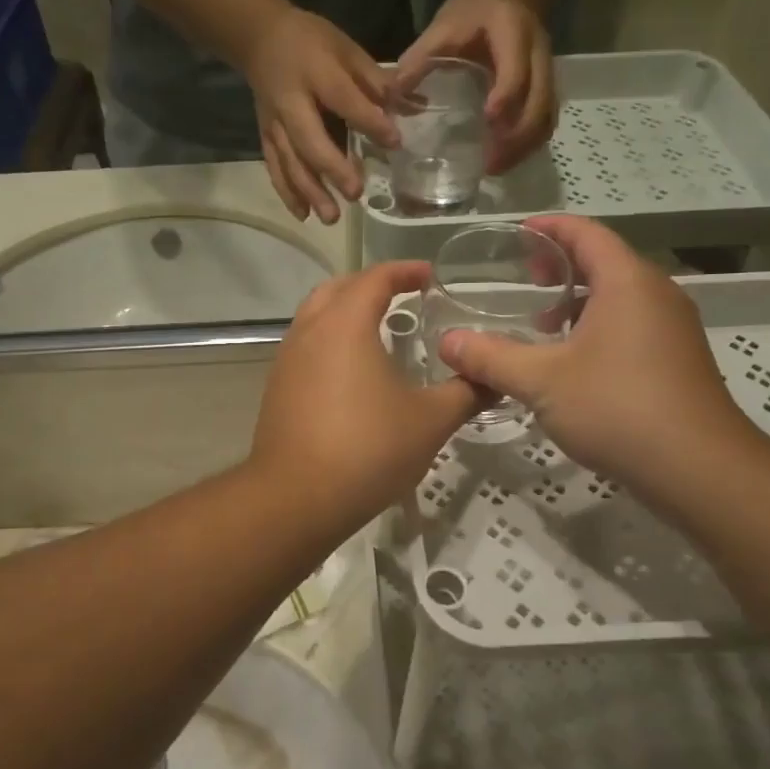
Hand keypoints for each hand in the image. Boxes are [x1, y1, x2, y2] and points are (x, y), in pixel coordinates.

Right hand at [243, 8, 397, 224]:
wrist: (259, 39)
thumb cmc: (311, 42)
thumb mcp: (346, 49)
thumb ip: (376, 81)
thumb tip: (414, 107)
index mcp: (317, 73)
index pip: (344, 100)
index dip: (369, 121)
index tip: (394, 142)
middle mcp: (291, 102)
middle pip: (309, 140)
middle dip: (332, 169)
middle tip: (356, 193)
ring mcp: (275, 123)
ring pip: (290, 162)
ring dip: (310, 191)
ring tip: (331, 218)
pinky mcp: (266, 137)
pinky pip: (275, 168)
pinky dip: (287, 193)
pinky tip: (304, 215)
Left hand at [251, 261, 481, 523]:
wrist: (296, 498)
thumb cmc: (368, 449)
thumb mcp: (430, 421)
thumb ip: (465, 393)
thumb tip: (493, 378)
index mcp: (345, 324)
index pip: (375, 278)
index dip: (404, 271)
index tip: (429, 276)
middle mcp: (309, 331)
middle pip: (337, 288)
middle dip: (370, 285)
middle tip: (401, 296)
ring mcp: (286, 360)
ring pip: (314, 317)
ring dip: (344, 312)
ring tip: (377, 330)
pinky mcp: (276, 388)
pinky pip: (305, 347)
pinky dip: (329, 342)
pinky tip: (351, 373)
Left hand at [397, 0, 555, 173]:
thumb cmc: (474, 9)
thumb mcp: (444, 25)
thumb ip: (420, 57)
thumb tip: (392, 95)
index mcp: (513, 33)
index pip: (516, 68)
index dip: (506, 95)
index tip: (489, 120)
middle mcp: (538, 54)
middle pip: (540, 101)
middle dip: (518, 137)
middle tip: (490, 164)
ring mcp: (546, 72)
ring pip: (547, 116)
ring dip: (525, 146)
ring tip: (496, 168)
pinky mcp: (546, 87)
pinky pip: (545, 120)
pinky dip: (529, 143)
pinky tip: (506, 158)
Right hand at [436, 217, 759, 498]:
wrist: (699, 470)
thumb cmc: (617, 408)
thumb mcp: (540, 381)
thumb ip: (490, 357)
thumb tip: (446, 343)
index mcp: (627, 282)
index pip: (587, 233)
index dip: (550, 227)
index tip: (518, 233)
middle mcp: (656, 294)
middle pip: (605, 260)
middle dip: (562, 264)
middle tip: (526, 278)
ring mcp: (673, 328)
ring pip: (620, 296)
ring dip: (579, 299)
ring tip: (542, 323)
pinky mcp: (678, 360)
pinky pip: (632, 323)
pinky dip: (598, 325)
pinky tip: (574, 362)